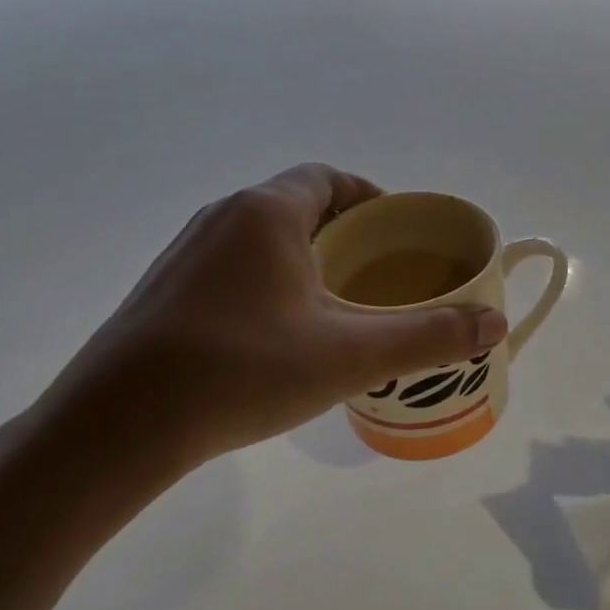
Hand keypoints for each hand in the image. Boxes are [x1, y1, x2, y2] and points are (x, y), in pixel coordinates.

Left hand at [26, 164, 506, 495]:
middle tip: (381, 275)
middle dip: (346, 232)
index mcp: (267, 213)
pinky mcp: (163, 293)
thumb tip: (495, 323)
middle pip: (299, 206)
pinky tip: (282, 335)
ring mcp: (185, 256)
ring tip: (340, 305)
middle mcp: (222, 219)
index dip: (372, 199)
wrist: (113, 430)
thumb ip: (430, 336)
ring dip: (306, 258)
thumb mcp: (351, 355)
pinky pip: (233, 268)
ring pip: (263, 239)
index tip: (399, 235)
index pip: (330, 178)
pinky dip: (270, 282)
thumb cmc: (242, 371)